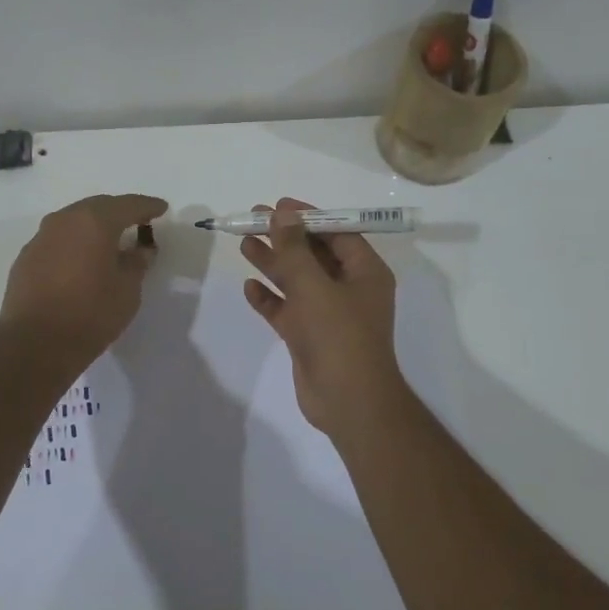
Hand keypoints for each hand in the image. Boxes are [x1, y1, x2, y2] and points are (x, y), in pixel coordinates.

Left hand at [0, 194, 166, 359]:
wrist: (35, 343)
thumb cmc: (91, 313)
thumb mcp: (127, 290)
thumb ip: (137, 263)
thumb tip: (140, 250)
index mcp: (95, 222)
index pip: (128, 205)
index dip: (147, 206)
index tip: (162, 208)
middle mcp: (65, 220)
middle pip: (98, 207)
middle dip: (119, 212)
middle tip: (137, 221)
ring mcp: (41, 237)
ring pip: (74, 221)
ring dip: (93, 227)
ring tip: (110, 240)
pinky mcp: (26, 257)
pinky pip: (58, 240)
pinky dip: (74, 243)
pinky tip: (81, 260)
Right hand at [240, 196, 409, 437]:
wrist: (348, 403)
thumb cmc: (339, 336)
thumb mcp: (315, 286)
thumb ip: (295, 249)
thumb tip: (282, 214)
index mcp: (365, 273)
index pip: (337, 233)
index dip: (308, 218)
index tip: (278, 206)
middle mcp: (349, 289)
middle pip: (314, 254)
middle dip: (284, 238)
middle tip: (252, 220)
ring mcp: (329, 314)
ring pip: (298, 281)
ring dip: (273, 263)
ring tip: (243, 244)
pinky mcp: (310, 337)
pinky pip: (288, 310)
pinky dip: (270, 299)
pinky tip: (249, 288)